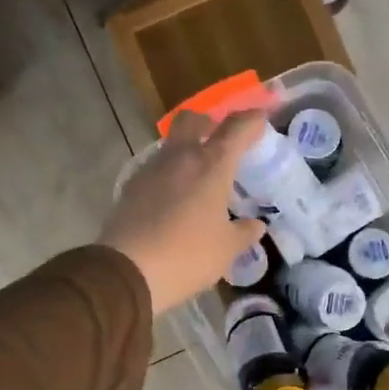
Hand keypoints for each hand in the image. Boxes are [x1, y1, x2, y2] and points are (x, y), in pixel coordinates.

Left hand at [100, 110, 268, 314]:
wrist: (126, 272)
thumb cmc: (187, 256)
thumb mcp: (226, 250)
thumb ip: (244, 233)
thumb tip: (255, 226)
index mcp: (211, 166)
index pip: (236, 128)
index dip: (252, 119)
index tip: (262, 117)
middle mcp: (179, 158)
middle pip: (192, 120)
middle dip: (209, 122)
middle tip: (220, 140)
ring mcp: (150, 170)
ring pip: (171, 145)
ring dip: (186, 151)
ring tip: (199, 178)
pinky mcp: (130, 187)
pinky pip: (155, 170)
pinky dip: (169, 175)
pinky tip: (175, 200)